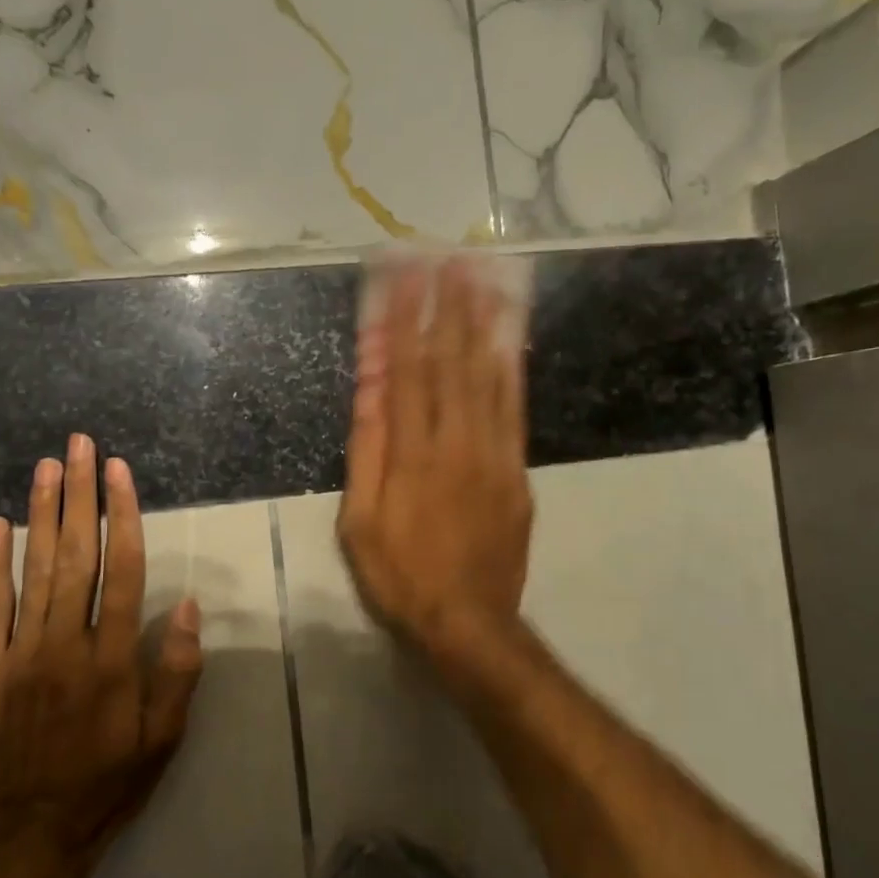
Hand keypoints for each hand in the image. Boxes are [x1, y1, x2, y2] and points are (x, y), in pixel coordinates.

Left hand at [0, 434, 203, 860]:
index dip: (124, 516)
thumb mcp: (163, 737)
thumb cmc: (110, 783)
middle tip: (81, 446)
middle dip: (81, 496)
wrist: (31, 837)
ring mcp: (19, 657)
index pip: (123, 570)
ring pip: (34, 572)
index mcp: (112, 660)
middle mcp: (65, 646)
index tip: (120, 472)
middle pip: (77, 556)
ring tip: (48, 467)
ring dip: (42, 514)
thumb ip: (176, 670)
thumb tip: (185, 603)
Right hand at [337, 259, 533, 675]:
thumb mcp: (360, 521)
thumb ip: (368, 450)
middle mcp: (457, 442)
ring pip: (489, 376)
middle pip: (451, 361)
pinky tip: (508, 336)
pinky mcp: (518, 470)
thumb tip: (371, 386)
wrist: (469, 623)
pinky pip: (515, 407)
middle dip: (447, 304)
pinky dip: (511, 366)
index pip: (407, 370)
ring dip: (483, 322)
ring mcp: (495, 454)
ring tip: (483, 275)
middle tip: (448, 254)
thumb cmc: (400, 576)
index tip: (401, 275)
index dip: (403, 319)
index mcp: (412, 454)